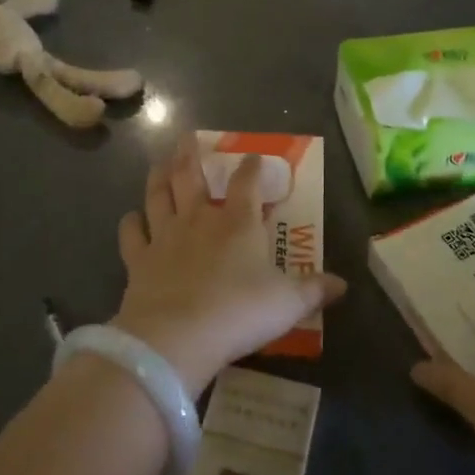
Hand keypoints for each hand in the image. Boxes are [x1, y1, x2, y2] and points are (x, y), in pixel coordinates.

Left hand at [110, 137, 346, 391]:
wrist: (177, 336)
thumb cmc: (239, 312)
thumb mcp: (288, 303)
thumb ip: (314, 290)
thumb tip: (344, 285)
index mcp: (238, 223)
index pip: (247, 183)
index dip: (251, 167)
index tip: (253, 155)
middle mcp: (199, 220)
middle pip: (191, 177)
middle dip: (191, 155)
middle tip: (187, 138)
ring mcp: (164, 237)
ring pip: (158, 196)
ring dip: (159, 177)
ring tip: (160, 163)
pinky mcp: (138, 261)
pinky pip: (131, 234)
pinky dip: (130, 223)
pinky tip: (131, 217)